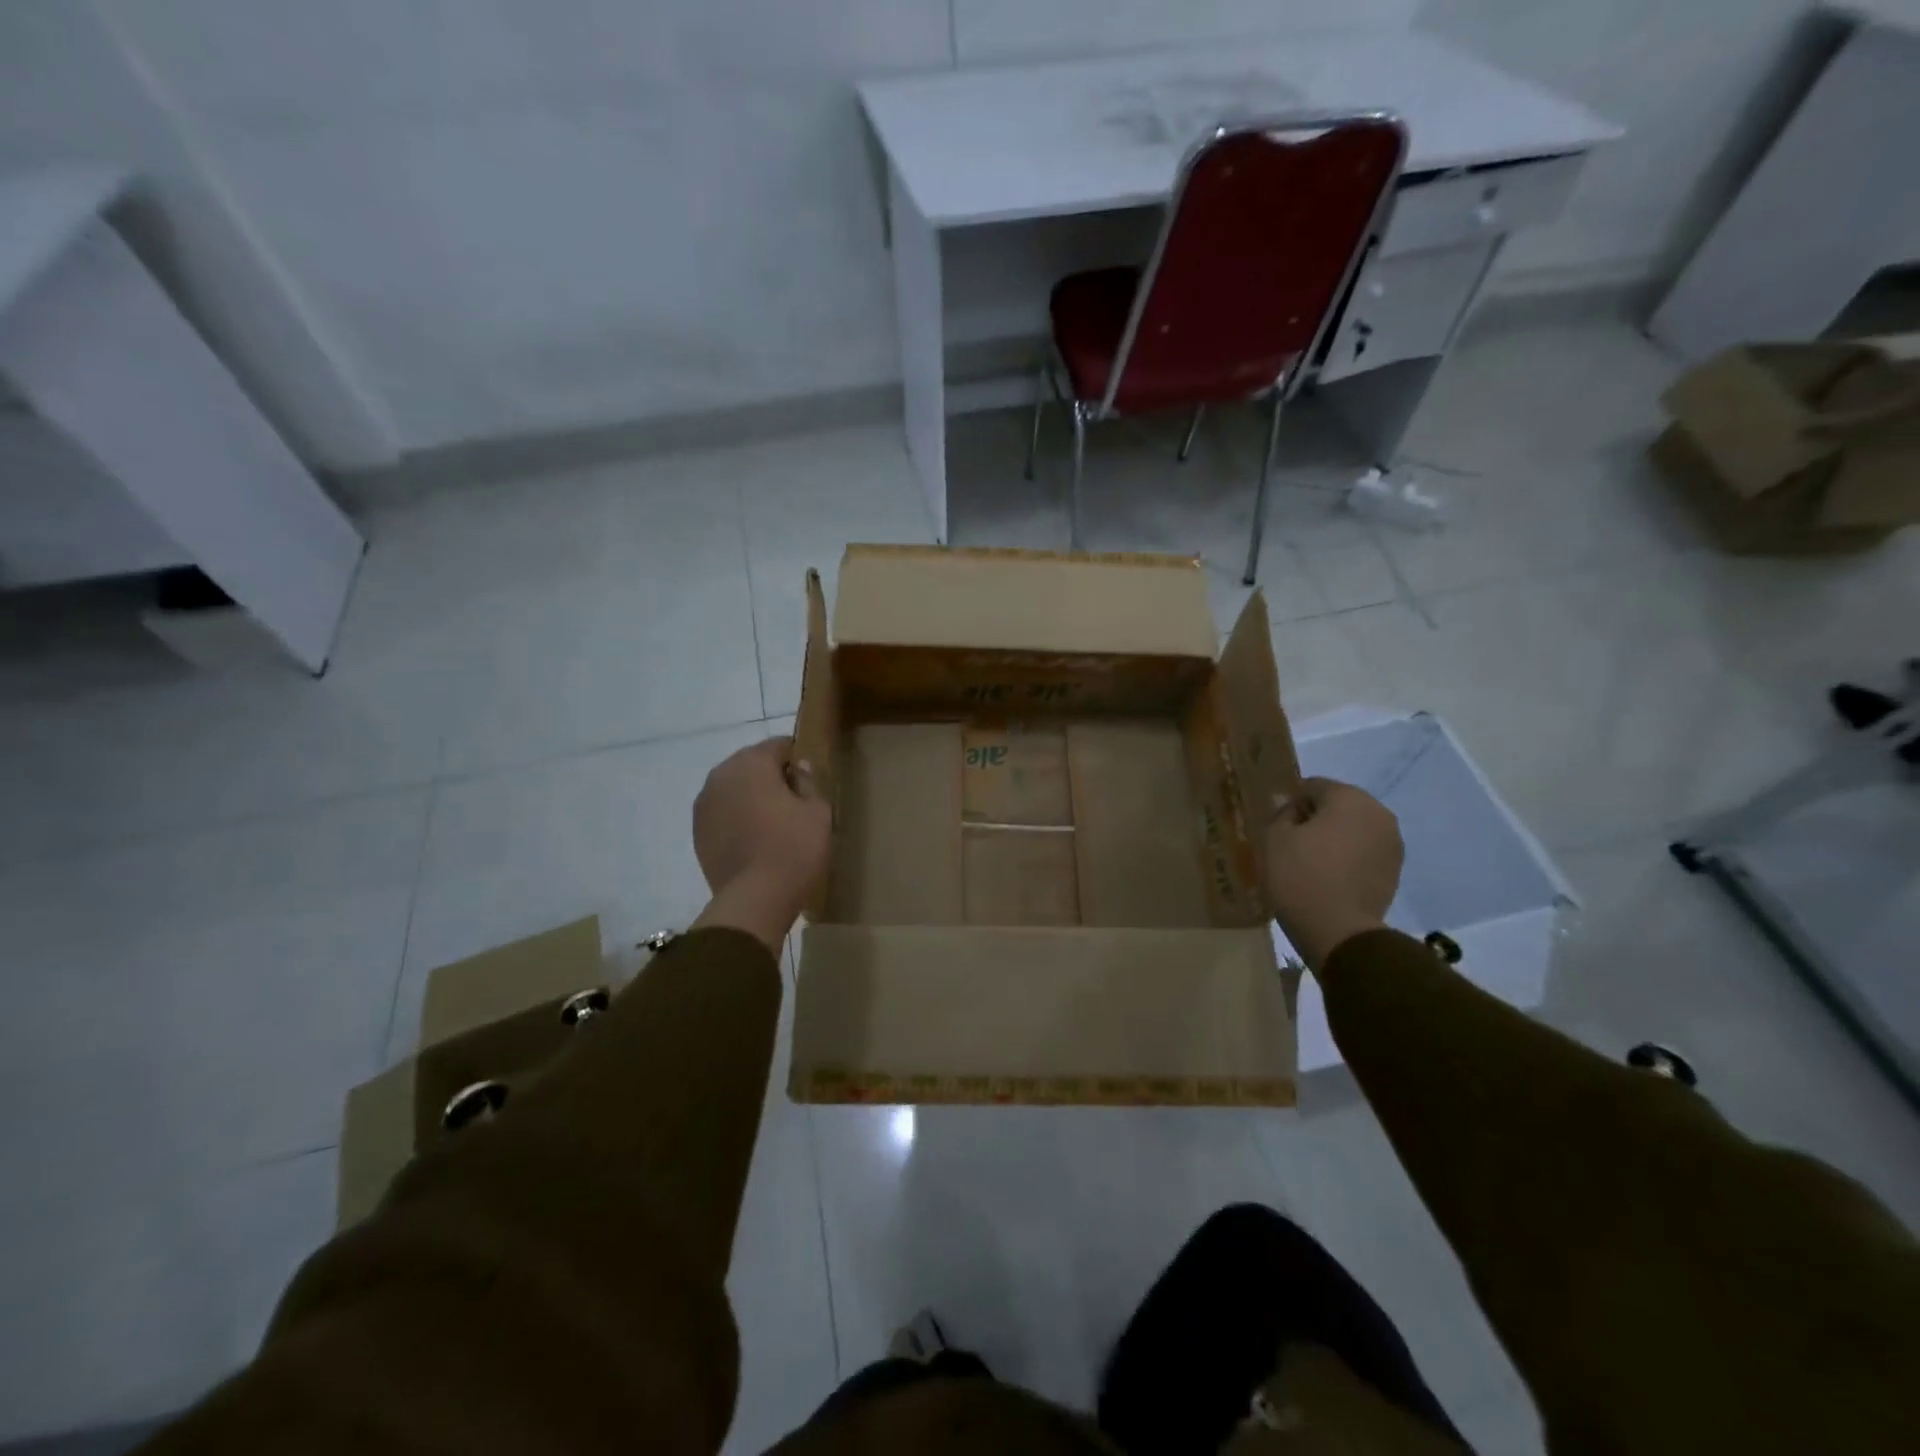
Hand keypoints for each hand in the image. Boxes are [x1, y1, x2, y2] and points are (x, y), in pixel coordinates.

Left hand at [691, 738, 830, 952]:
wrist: (755, 899)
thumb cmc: (794, 848)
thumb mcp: (818, 811)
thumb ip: (808, 782)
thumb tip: (798, 769)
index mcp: (752, 763)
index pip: (778, 745)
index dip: (797, 758)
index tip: (810, 778)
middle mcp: (721, 775)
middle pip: (751, 765)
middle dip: (771, 776)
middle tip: (794, 800)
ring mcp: (704, 805)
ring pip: (734, 789)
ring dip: (751, 797)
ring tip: (773, 822)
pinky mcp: (697, 832)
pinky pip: (723, 814)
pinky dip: (737, 818)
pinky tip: (754, 839)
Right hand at [1264, 777, 1403, 972]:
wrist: (1339, 932)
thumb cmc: (1301, 876)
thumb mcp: (1274, 838)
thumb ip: (1282, 814)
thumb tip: (1293, 811)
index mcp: (1349, 798)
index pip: (1313, 786)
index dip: (1291, 804)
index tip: (1277, 827)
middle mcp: (1378, 813)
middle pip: (1338, 806)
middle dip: (1316, 819)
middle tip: (1291, 843)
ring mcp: (1392, 844)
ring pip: (1354, 829)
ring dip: (1334, 839)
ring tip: (1310, 862)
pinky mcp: (1395, 871)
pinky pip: (1364, 852)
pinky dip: (1347, 858)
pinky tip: (1329, 877)